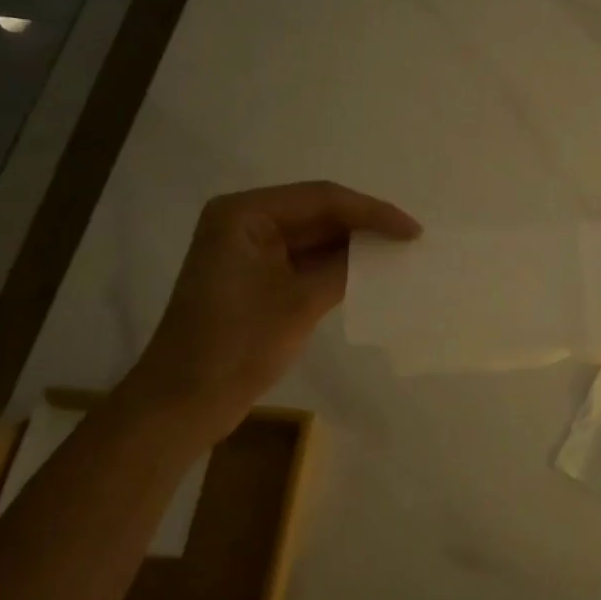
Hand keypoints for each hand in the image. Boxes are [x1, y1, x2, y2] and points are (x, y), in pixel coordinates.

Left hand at [122, 181, 419, 439]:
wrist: (186, 400)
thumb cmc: (238, 344)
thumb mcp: (301, 302)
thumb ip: (346, 268)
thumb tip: (386, 250)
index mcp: (245, 214)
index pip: (321, 199)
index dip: (373, 212)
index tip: (413, 231)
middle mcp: (245, 222)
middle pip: (318, 213)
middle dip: (364, 226)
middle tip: (411, 240)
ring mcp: (250, 251)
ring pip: (314, 237)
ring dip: (354, 246)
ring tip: (399, 254)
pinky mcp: (257, 279)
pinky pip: (305, 261)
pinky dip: (336, 267)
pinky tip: (370, 274)